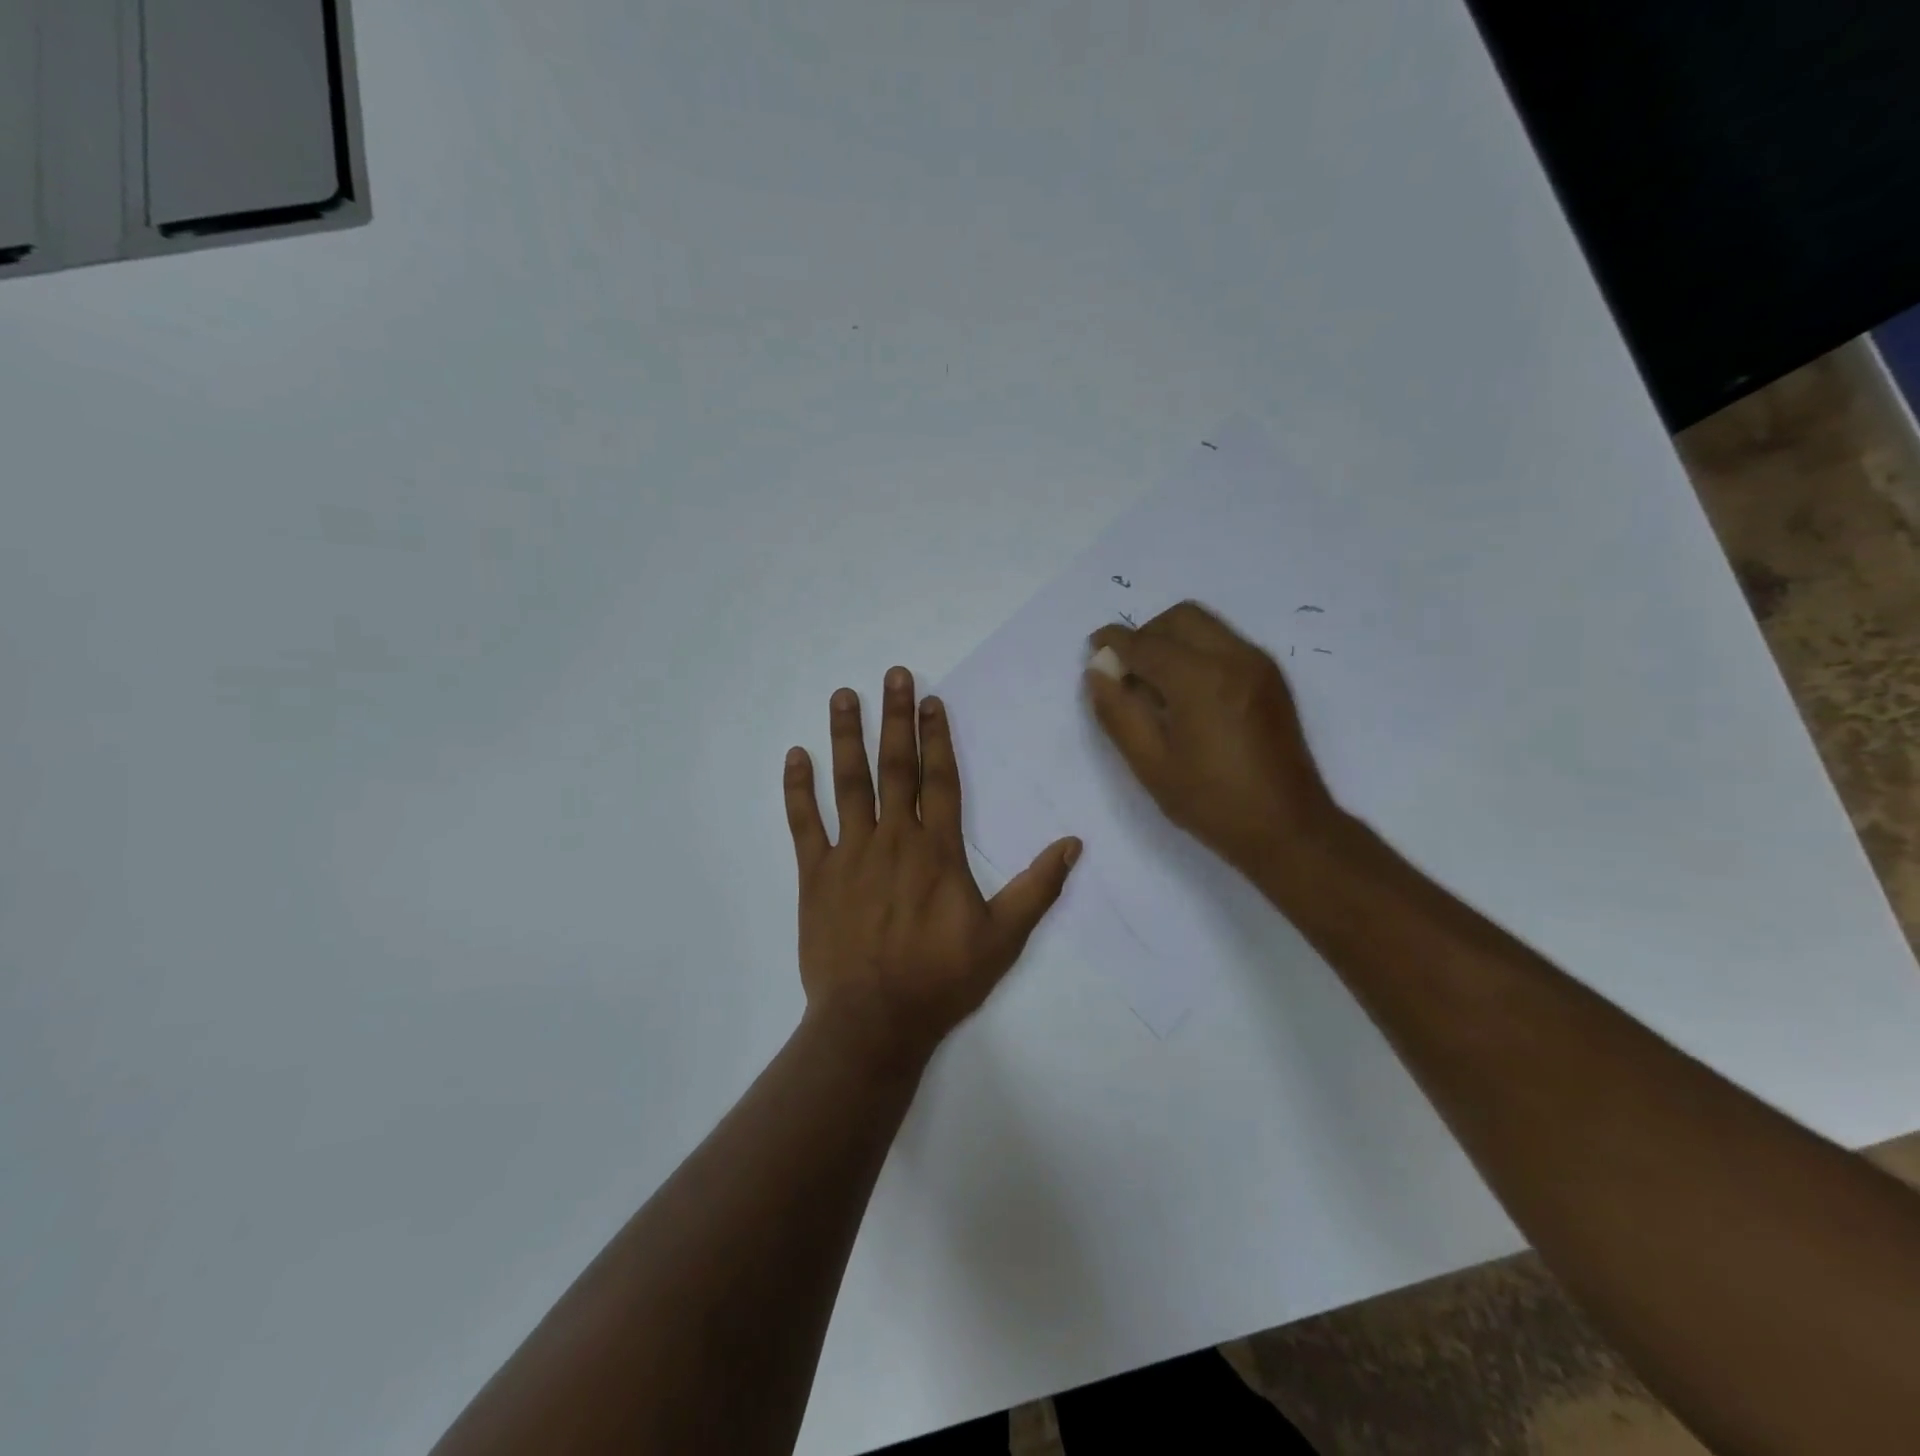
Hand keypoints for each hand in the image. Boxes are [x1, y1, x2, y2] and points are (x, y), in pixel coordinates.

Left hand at [783, 668, 1081, 1070]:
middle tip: (891, 674)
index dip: (936, 737)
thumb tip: (1074, 844)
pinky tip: (795, 755)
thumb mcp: (1003, 938)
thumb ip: (1038, 888)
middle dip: (895, 717)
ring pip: (848, 783)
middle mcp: (893, 838)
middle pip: (895, 767)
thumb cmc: (941, 978)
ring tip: (844, 695)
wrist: (874, 1020)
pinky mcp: (815, 875)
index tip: (930, 700)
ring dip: (846, 736)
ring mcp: (850, 853)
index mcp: (937, 850)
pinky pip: (803, 823)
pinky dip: (798, 788)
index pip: (939, 779)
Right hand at [1083, 601, 1342, 895]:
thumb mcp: (1150, 764)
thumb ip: (1118, 712)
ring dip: (1172, 641)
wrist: (1288, 828)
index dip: (1113, 643)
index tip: (1093, 648)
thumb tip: (1098, 673)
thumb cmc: (1211, 802)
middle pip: (1180, 618)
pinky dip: (1196, 652)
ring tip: (1154, 685)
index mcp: (1200, 679)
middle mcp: (1233, 658)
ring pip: (1205, 626)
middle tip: (1126, 670)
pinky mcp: (1270, 678)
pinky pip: (1224, 644)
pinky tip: (1185, 694)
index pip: (1146, 644)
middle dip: (1146, 634)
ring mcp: (1258, 665)